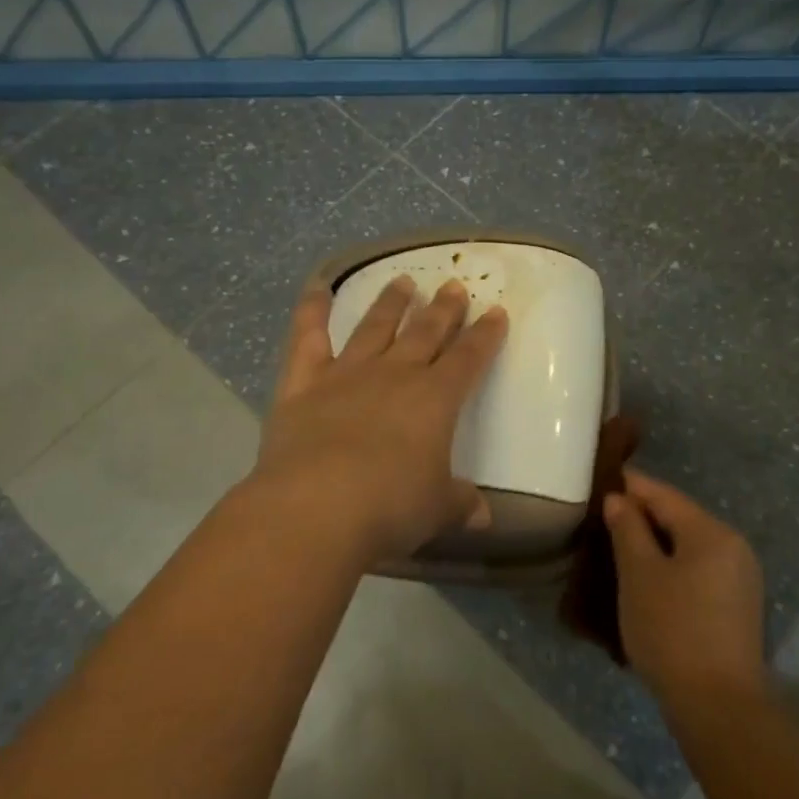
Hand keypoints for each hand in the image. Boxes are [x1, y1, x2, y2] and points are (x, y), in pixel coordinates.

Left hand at [252, 274, 507, 566]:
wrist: (315, 509)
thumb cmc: (389, 508)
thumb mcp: (437, 510)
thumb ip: (460, 505)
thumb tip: (483, 518)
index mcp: (435, 400)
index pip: (469, 358)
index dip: (485, 336)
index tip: (496, 312)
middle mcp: (394, 375)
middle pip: (425, 333)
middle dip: (443, 310)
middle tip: (453, 286)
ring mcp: (345, 375)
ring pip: (374, 327)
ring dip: (390, 302)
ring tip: (402, 280)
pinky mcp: (302, 384)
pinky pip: (306, 338)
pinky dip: (311, 310)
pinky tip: (317, 286)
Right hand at [604, 469, 767, 705]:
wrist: (719, 706)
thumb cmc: (672, 630)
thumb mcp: (639, 576)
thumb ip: (628, 530)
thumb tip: (619, 499)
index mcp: (712, 532)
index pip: (664, 495)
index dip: (631, 485)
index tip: (602, 478)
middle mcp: (733, 547)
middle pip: (680, 518)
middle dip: (642, 516)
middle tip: (603, 517)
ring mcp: (740, 578)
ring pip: (689, 546)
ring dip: (655, 544)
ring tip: (618, 548)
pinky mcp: (736, 606)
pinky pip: (698, 570)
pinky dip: (671, 567)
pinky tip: (646, 579)